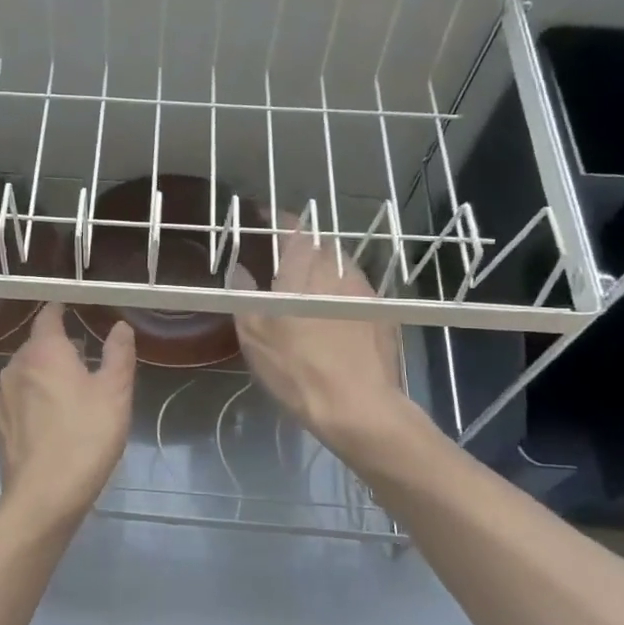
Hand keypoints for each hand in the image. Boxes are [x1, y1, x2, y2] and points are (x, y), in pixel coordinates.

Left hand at [0, 303, 135, 529]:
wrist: (43, 495)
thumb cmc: (85, 436)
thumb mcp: (115, 392)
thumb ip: (118, 354)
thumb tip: (120, 326)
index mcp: (43, 351)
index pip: (48, 316)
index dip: (60, 310)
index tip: (73, 309)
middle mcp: (15, 366)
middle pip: (36, 345)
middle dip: (58, 346)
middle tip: (85, 357)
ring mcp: (1, 397)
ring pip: (25, 373)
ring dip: (45, 374)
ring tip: (71, 390)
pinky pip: (18, 399)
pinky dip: (34, 399)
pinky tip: (52, 420)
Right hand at [234, 223, 418, 451]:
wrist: (359, 407)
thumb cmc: (298, 369)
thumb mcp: (255, 335)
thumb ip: (244, 295)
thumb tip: (239, 270)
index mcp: (305, 270)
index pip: (293, 229)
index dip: (277, 219)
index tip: (263, 216)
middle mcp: (339, 272)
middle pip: (321, 245)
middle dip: (302, 245)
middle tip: (283, 259)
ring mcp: (366, 293)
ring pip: (342, 267)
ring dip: (324, 268)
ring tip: (308, 287)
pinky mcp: (384, 316)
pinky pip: (357, 290)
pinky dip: (341, 292)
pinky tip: (333, 314)